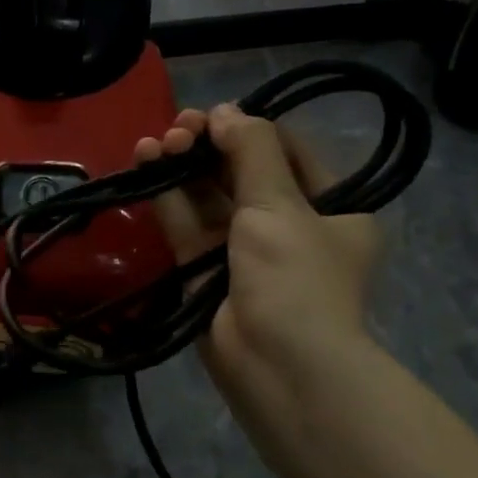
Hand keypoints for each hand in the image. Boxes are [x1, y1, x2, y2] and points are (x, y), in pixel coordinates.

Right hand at [135, 105, 379, 465]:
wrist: (277, 365)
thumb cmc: (295, 277)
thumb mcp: (281, 205)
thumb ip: (251, 152)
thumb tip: (226, 112)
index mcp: (332, 207)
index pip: (288, 152)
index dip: (250, 128)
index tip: (213, 115)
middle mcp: (290, 225)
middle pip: (244, 172)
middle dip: (209, 147)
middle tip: (177, 128)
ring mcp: (244, 250)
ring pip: (210, 197)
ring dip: (183, 168)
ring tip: (154, 143)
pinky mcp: (206, 270)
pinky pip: (187, 224)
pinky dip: (168, 197)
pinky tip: (145, 167)